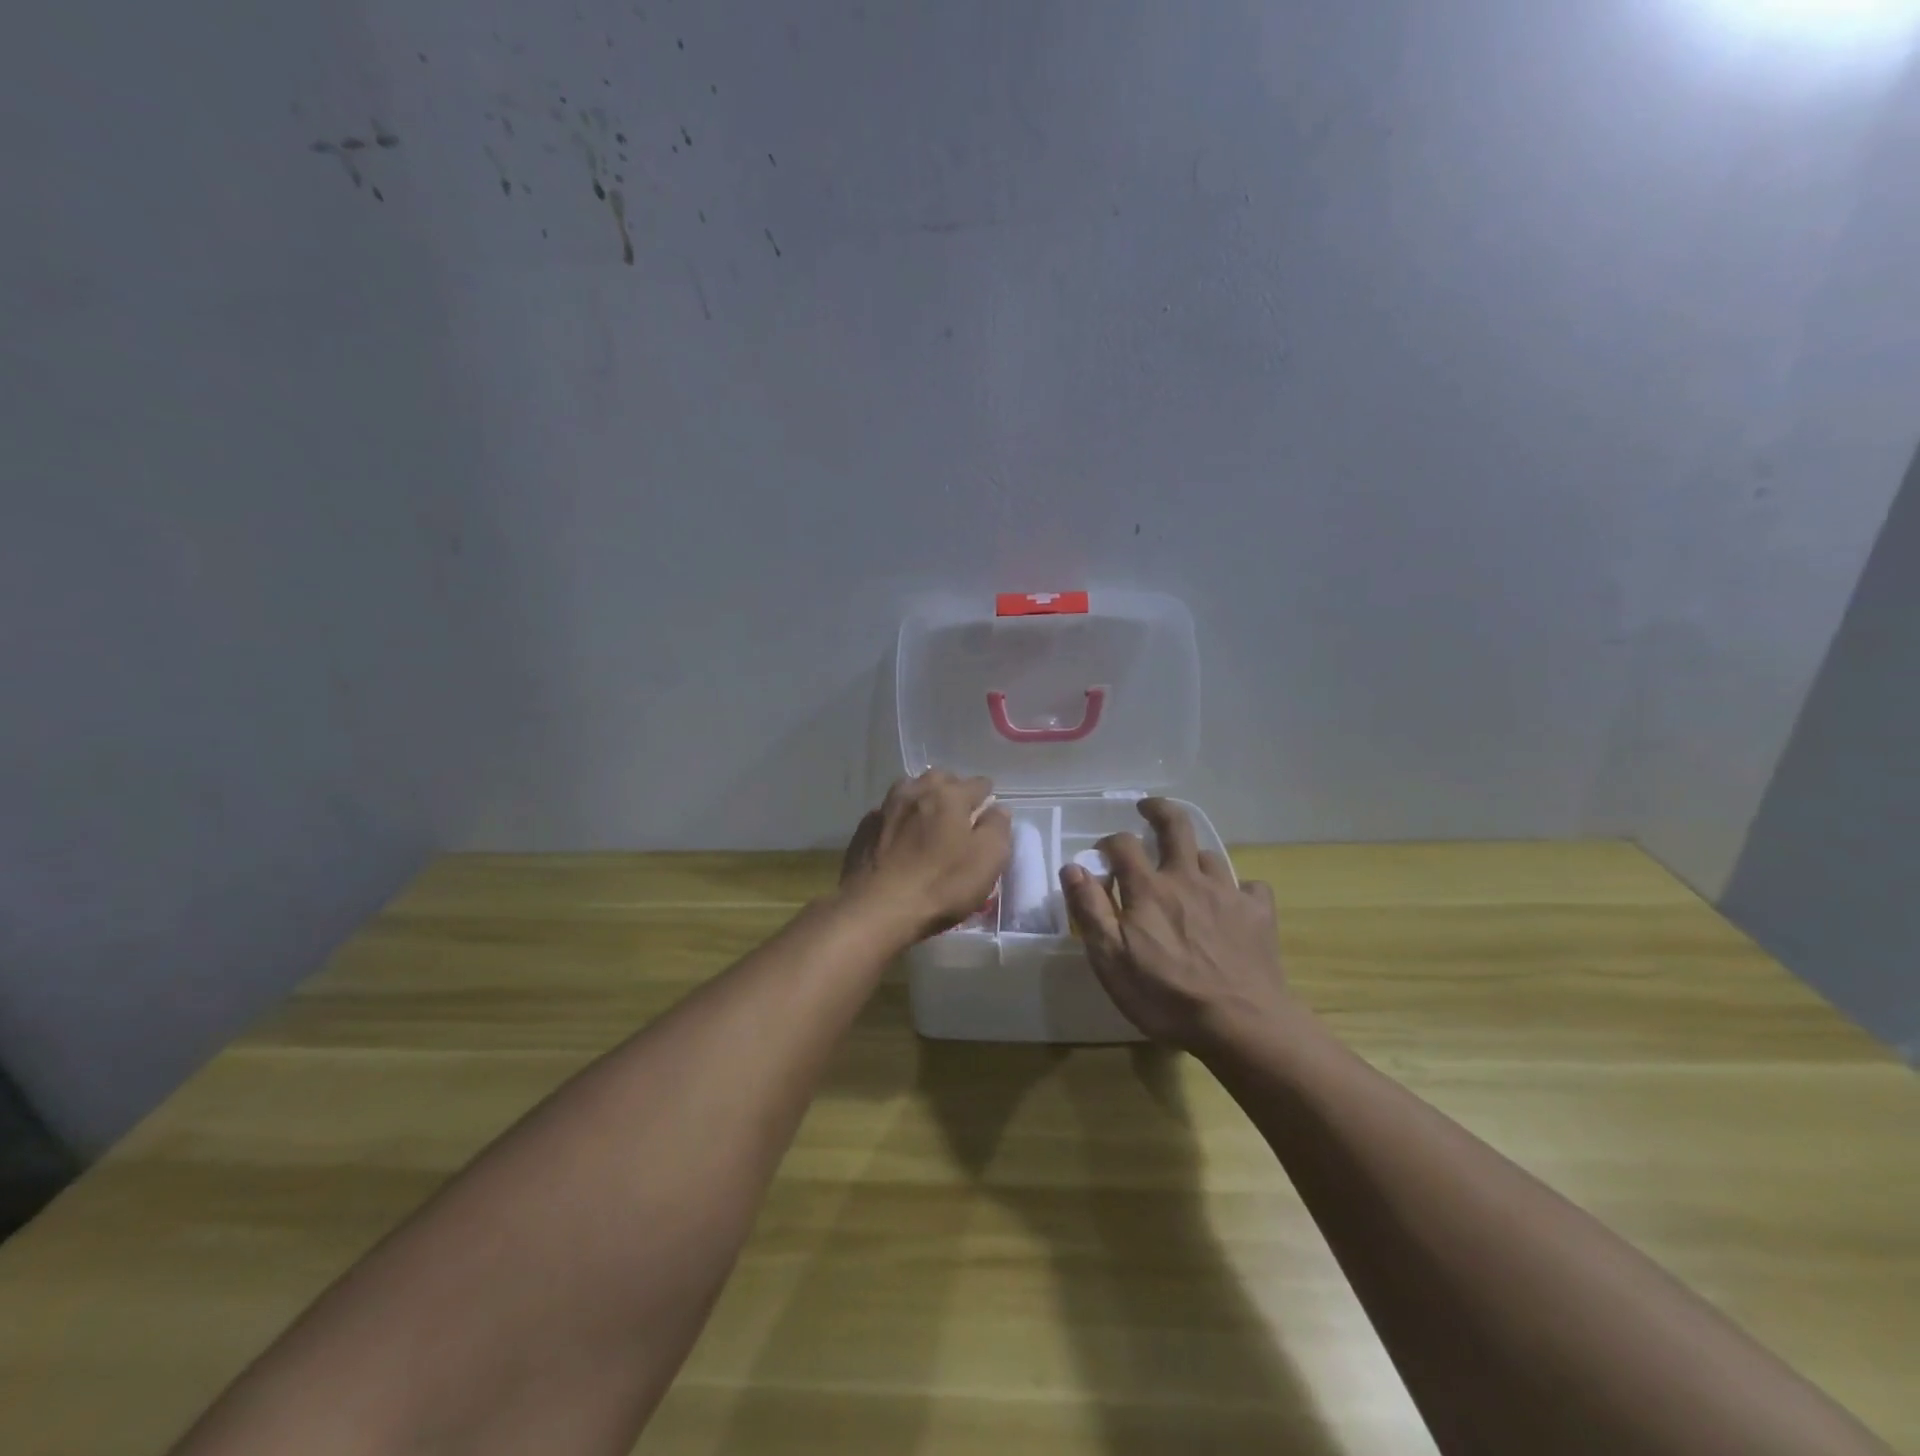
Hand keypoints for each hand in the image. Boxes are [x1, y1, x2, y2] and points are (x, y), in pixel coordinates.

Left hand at [840, 771, 1012, 942]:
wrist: (876, 910)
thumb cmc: (940, 886)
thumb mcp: (987, 861)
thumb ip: (997, 829)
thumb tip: (997, 809)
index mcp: (948, 796)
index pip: (978, 783)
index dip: (986, 796)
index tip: (988, 811)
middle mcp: (915, 792)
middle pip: (939, 778)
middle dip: (952, 790)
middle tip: (959, 815)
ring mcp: (885, 808)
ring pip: (909, 790)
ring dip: (922, 799)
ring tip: (927, 821)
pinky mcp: (863, 829)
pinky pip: (887, 813)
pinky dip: (898, 819)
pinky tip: (899, 838)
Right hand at [1060, 799, 1290, 1051]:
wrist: (1242, 1024)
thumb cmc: (1166, 996)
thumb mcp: (1111, 960)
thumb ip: (1090, 910)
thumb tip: (1073, 867)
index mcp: (1149, 889)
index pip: (1123, 844)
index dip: (1109, 842)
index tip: (1101, 854)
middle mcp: (1188, 879)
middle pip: (1175, 826)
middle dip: (1158, 810)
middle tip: (1147, 809)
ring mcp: (1227, 893)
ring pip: (1209, 856)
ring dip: (1193, 856)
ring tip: (1186, 868)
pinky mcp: (1259, 914)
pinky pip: (1249, 887)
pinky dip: (1238, 889)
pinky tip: (1234, 903)